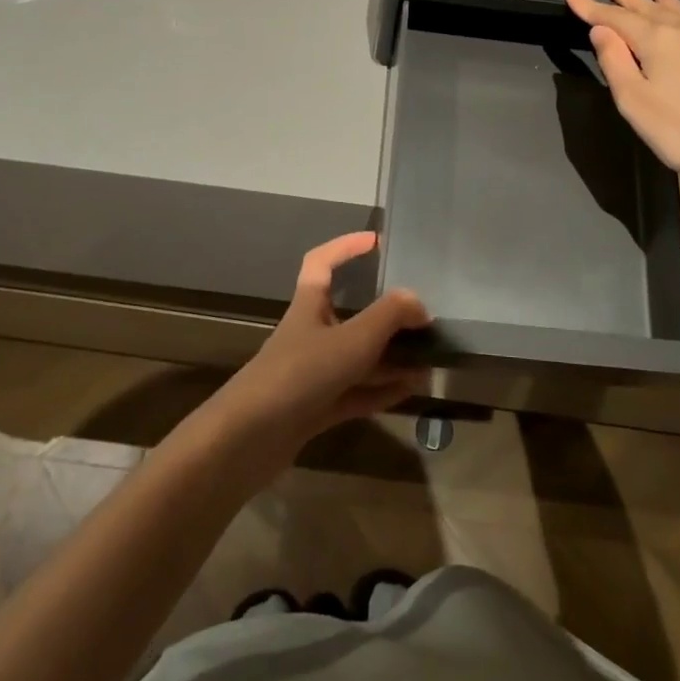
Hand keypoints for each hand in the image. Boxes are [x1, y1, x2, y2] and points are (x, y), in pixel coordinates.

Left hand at [198, 232, 429, 473]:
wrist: (250, 439)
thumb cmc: (300, 373)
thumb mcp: (352, 340)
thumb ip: (389, 317)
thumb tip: (418, 302)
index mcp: (309, 305)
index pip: (322, 263)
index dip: (346, 247)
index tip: (376, 242)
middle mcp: (311, 334)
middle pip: (350, 315)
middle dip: (386, 315)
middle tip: (422, 317)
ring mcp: (312, 374)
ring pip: (358, 358)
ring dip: (391, 357)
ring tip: (429, 358)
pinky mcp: (316, 409)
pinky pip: (357, 392)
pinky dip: (382, 389)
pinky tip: (412, 389)